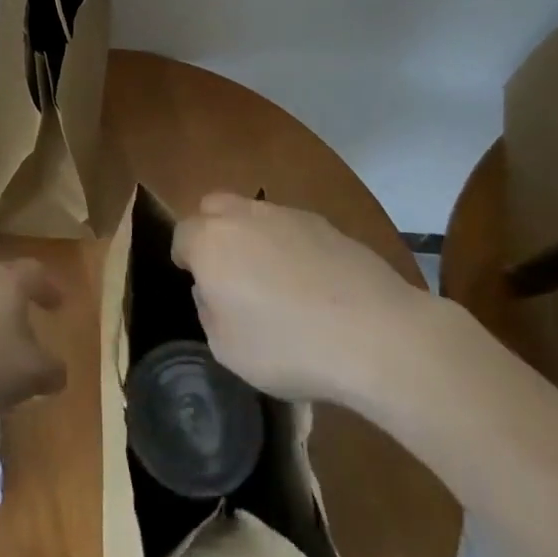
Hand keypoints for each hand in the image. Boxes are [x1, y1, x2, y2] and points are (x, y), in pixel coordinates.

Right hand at [171, 192, 430, 405]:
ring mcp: (287, 215)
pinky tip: (311, 284)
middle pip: (214, 207)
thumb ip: (209, 311)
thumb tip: (212, 291)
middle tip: (227, 270)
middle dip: (212, 231)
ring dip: (252, 237)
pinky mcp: (326, 224)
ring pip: (254, 214)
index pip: (182, 234)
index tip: (194, 280)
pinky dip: (291, 247)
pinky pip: (292, 228)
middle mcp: (243, 216)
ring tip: (273, 280)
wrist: (375, 333)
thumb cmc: (288, 346)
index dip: (185, 257)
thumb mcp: (228, 349)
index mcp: (210, 242)